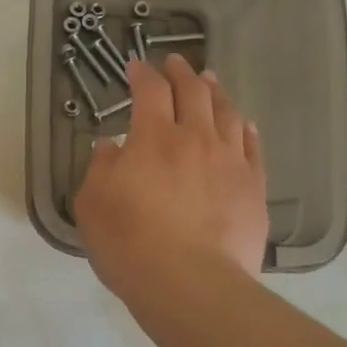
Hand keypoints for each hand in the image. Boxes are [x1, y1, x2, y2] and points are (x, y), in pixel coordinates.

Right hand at [74, 54, 268, 307]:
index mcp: (153, 137)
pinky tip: (244, 124)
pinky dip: (246, 128)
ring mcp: (230, 162)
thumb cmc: (129, 242)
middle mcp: (196, 139)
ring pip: (227, 113)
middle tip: (176, 63)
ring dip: (216, 92)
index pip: (150, 91)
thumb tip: (110, 146)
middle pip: (194, 92)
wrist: (190, 283)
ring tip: (210, 82)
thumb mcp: (92, 203)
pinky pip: (253, 147)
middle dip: (182, 73)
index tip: (136, 66)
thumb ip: (100, 168)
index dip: (142, 74)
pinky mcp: (253, 187)